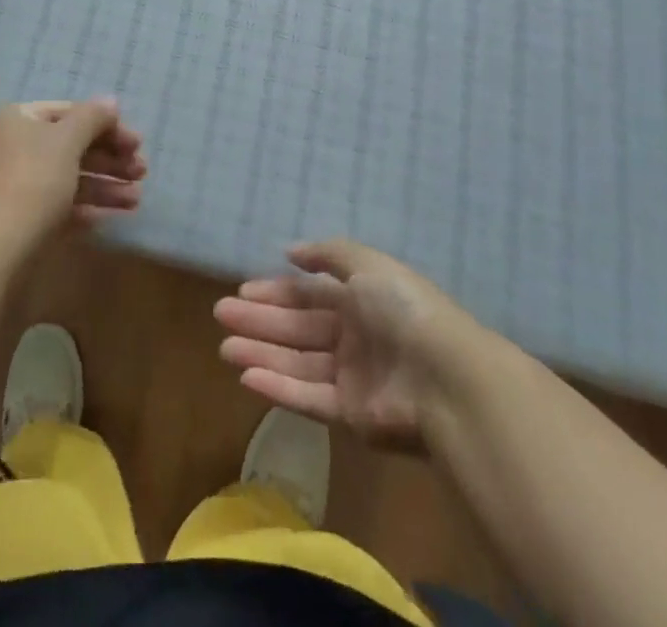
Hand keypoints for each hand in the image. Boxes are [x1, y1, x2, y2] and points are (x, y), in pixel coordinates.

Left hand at [0, 99, 146, 243]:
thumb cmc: (33, 179)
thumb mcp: (67, 141)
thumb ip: (92, 118)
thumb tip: (109, 101)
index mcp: (17, 119)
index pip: (68, 113)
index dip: (105, 125)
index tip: (136, 143)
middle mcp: (10, 147)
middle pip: (69, 147)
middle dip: (109, 160)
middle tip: (142, 172)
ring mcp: (11, 185)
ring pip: (65, 179)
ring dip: (103, 187)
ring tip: (136, 201)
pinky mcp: (16, 220)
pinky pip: (56, 206)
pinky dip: (84, 209)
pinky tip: (112, 217)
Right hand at [215, 238, 482, 452]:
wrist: (444, 378)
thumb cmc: (402, 309)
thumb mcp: (366, 264)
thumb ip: (327, 254)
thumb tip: (290, 251)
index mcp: (361, 300)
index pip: (309, 294)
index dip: (276, 291)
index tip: (242, 291)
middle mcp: (354, 337)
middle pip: (298, 327)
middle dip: (260, 321)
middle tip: (221, 315)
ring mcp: (352, 377)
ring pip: (297, 363)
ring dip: (261, 354)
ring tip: (225, 348)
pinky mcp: (351, 416)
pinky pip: (308, 397)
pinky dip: (278, 388)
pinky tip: (247, 378)